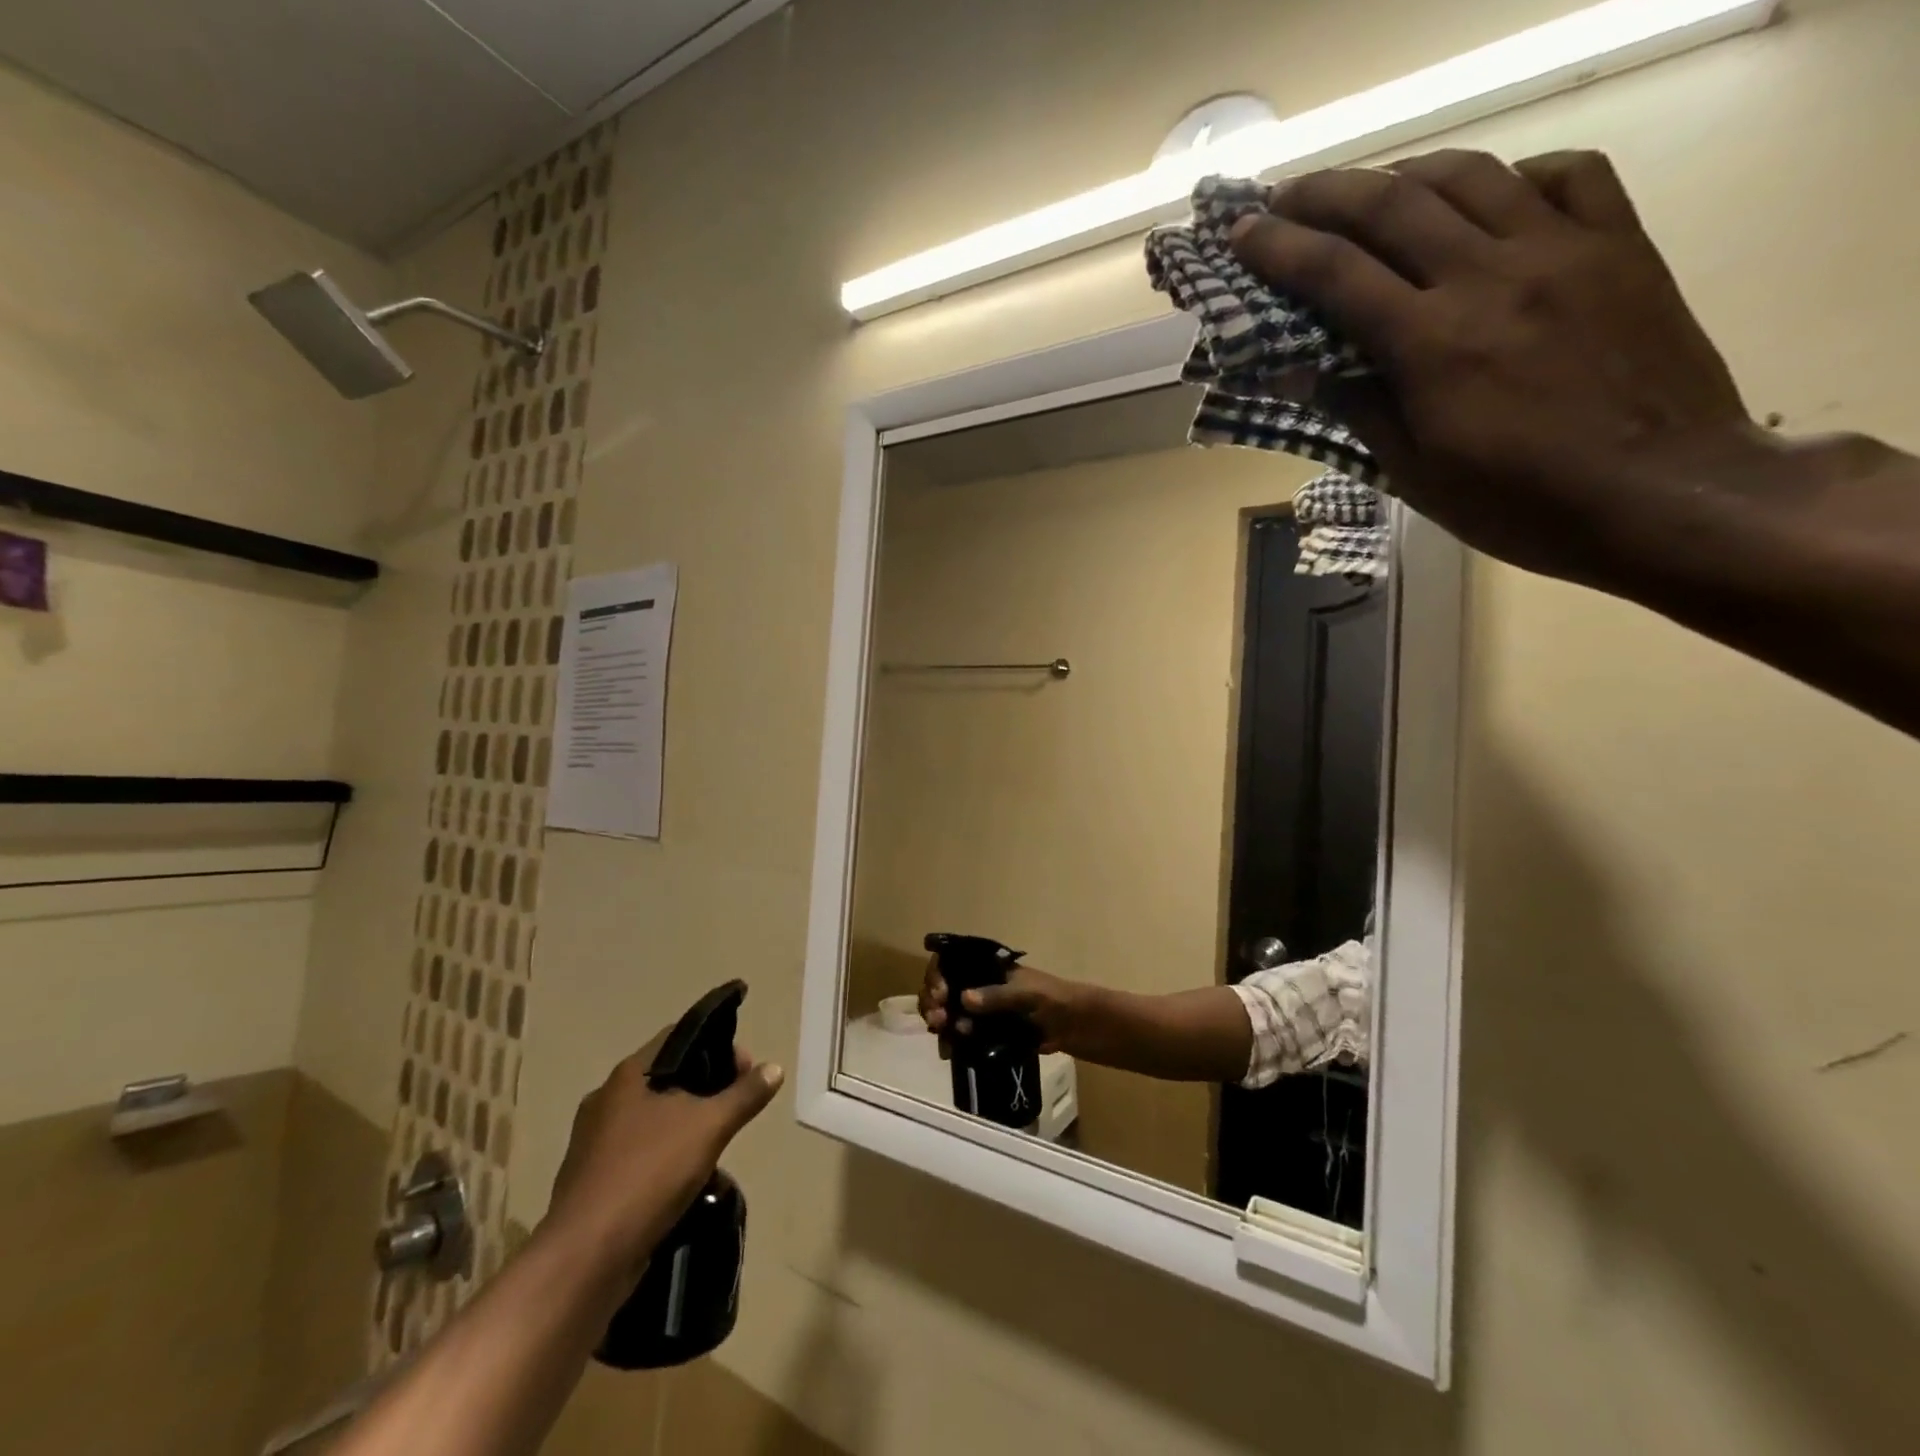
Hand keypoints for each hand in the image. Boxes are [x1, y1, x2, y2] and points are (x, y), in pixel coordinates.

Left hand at [543, 1027, 782, 1288]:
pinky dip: (667, 1156)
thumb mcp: (709, 1127)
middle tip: (737, 1106)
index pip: (679, 1036)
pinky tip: (689, 1178)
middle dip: (708, 1087)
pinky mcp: (593, 1181)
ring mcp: (594, 1143)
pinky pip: (641, 1153)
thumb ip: (744, 1095)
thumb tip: (775, 1068)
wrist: (585, 1259)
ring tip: (718, 1145)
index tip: (746, 1069)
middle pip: (669, 1077)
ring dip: (688, 1125)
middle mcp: (606, 1101)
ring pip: (655, 1118)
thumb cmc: (648, 1174)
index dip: (718, 1044)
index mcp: (628, 1076)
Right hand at [923, 961, 1098, 1056]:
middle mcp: (981, 984)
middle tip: (937, 1019)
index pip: (952, 962)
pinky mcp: (987, 1032)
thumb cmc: (1055, 1000)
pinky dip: (951, 1039)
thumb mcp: (1027, 995)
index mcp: (989, 966)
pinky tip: (948, 1049)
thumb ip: (997, 996)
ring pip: (949, 1010)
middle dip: (934, 1000)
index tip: (941, 994)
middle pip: (945, 986)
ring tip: (941, 1034)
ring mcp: (983, 1009)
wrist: (1078, 1027)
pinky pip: (961, 1033)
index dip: (939, 975)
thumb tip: (964, 998)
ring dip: (940, 1020)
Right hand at [1228, 149, 1760, 589]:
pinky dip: (1512, 175)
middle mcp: (1490, 277)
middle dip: (1326, 194)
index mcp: (1431, 343)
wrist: (1662, 492)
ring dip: (1405, 174)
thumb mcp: (1416, 473)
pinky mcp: (1620, 244)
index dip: (1280, 249)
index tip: (1241, 233)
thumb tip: (1294, 372)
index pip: (1336, 275)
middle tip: (1285, 197)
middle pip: (1393, 205)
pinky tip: (1488, 199)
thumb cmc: (1519, 502)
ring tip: (1371, 190)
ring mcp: (1562, 250)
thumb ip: (1357, 409)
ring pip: (1471, 174)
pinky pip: (1565, 175)